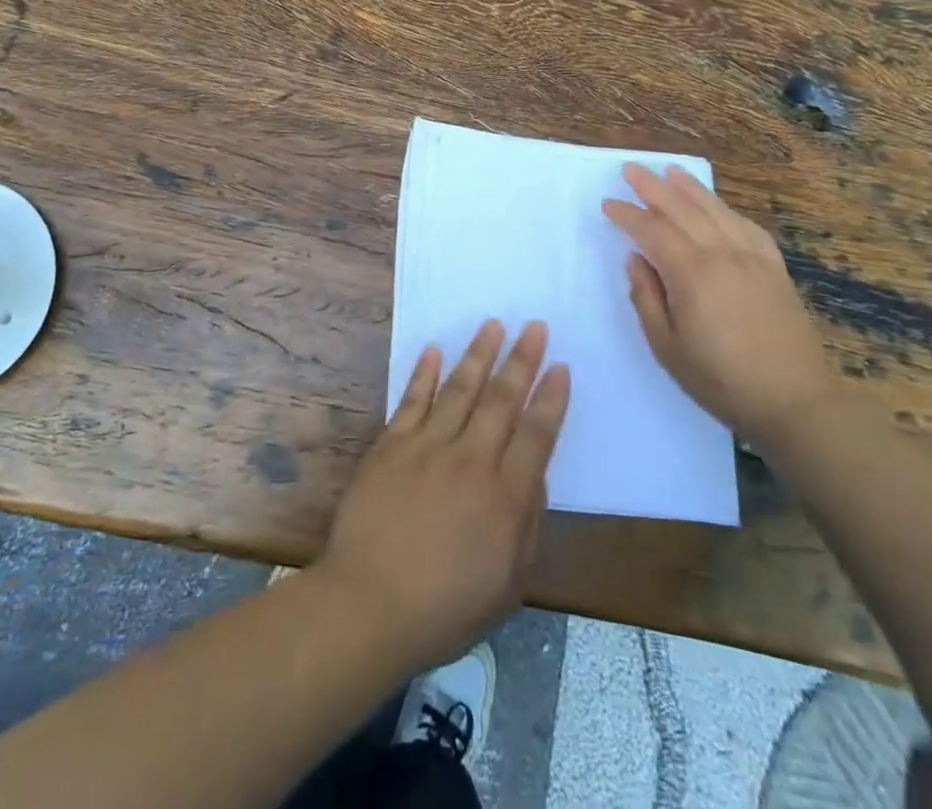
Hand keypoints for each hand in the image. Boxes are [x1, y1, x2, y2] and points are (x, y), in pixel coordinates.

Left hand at [317, 320, 569, 672]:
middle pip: (502, 400)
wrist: (371, 603)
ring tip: (493, 324)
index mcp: (505, 496)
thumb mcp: (509, 583)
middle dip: (522, 360)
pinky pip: (412, 400)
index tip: (561, 366)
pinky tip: (434, 349)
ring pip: (459, 389)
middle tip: (535, 326)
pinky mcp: (392, 445)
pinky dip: (423, 373)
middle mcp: (471, 460)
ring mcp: (428, 447)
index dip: (551, 398)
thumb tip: (535, 476)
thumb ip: (527, 524)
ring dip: (479, 354)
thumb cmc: (446, 607)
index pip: (536, 434)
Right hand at [602, 163, 834, 446]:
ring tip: (670, 170)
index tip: (608, 204)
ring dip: (689, 188)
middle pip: (682, 209)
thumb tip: (636, 260)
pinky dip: (725, 209)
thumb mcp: (667, 347)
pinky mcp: (774, 268)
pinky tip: (716, 205)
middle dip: (653, 187)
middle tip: (631, 168)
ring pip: (715, 210)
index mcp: (692, 274)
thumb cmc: (721, 381)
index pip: (652, 231)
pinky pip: (746, 226)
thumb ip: (646, 298)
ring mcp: (753, 258)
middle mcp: (722, 254)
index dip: (627, 215)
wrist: (796, 402)